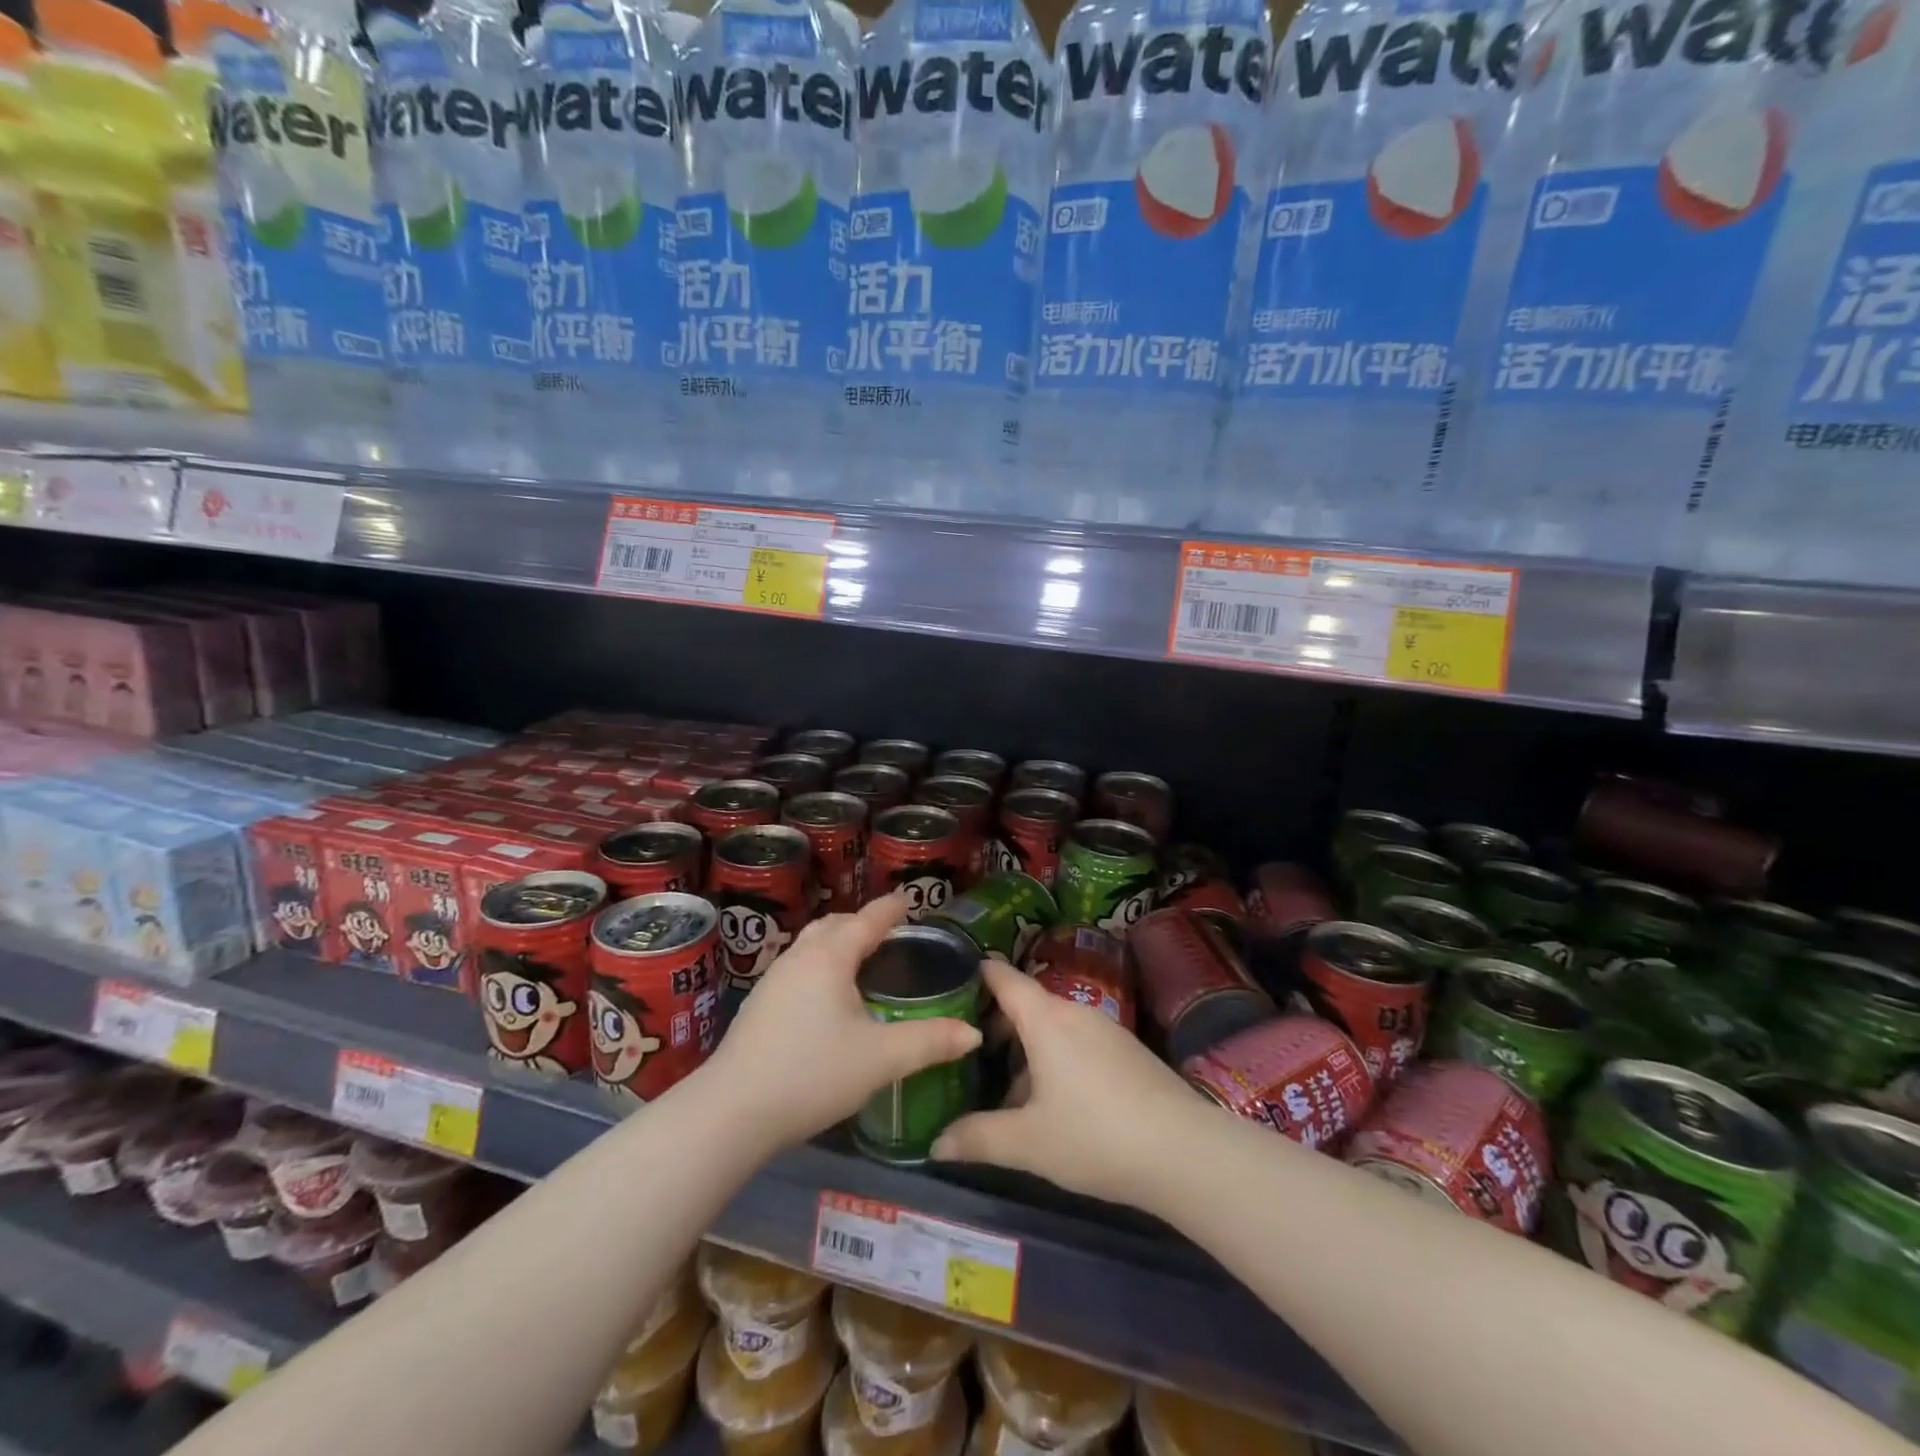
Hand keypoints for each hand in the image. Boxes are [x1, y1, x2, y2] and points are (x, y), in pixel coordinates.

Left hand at [703, 895, 981, 1153]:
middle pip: (834, 925)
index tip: (909, 900)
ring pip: (812, 944)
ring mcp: (774, 980)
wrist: (731, 1112)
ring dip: (838, 942)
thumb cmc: (811, 1073)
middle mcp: (799, 957)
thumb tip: (972, 1033)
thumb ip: (929, 1042)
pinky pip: (799, 966)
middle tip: (890, 933)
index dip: (891, 908)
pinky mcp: (759, 1005)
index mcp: (830, 957)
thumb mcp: (880, 1059)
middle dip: (862, 922)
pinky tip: (827, 997)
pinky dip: (821, 964)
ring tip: (861, 960)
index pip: (867, 919)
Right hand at [931, 958, 1201, 1206]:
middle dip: (996, 1025)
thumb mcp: (1027, 1143)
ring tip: (1005, 1091)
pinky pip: (1077, 1043)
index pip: (1004, 978)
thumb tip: (934, 1143)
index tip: (949, 981)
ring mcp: (1105, 1030)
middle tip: (967, 1054)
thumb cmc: (1095, 1136)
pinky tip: (1053, 1105)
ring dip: (1026, 1050)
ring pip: (1052, 1028)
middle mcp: (1074, 1013)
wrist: (1184, 1152)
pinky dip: (1055, 1060)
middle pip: (1027, 1005)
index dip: (977, 974)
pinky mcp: (1128, 1052)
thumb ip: (977, 1138)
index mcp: (1045, 1019)